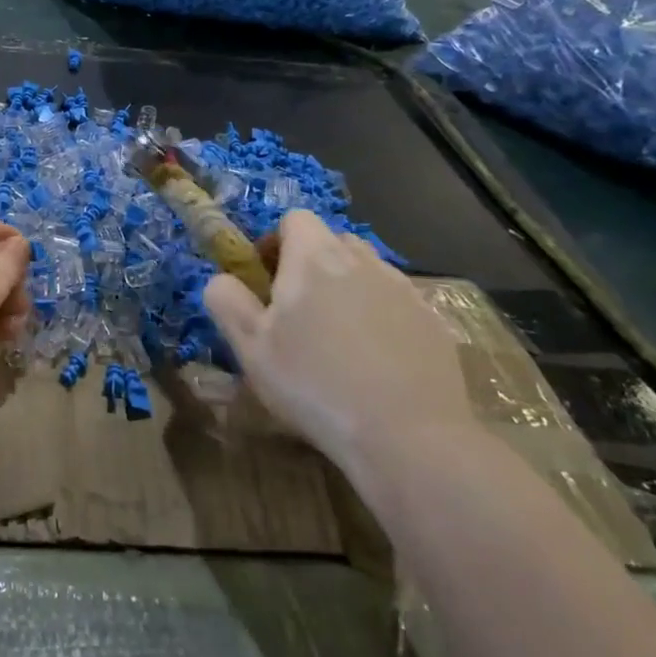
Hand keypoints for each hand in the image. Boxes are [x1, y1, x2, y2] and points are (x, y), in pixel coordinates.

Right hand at [202, 209, 472, 484]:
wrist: (409, 437)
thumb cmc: (315, 384)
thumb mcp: (249, 346)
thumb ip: (226, 300)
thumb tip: (221, 279)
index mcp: (314, 257)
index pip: (294, 219)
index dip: (275, 242)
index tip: (267, 281)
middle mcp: (362, 261)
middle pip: (332, 241)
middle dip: (312, 264)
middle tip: (297, 312)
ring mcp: (404, 290)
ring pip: (367, 271)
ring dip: (347, 289)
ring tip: (337, 338)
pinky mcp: (434, 323)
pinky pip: (396, 304)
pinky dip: (381, 318)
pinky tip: (375, 362)